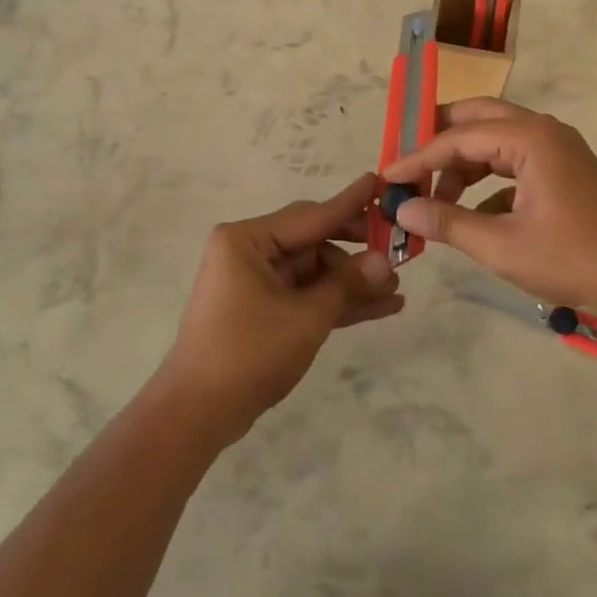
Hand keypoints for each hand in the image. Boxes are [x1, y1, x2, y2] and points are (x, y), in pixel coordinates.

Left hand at [158, 172, 402, 442]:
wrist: (197, 414)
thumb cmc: (248, 353)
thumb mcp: (306, 318)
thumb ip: (347, 285)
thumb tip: (385, 261)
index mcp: (248, 240)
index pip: (312, 215)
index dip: (351, 203)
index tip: (380, 182)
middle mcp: (249, 252)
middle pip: (314, 241)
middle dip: (357, 252)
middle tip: (399, 248)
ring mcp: (255, 282)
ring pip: (314, 271)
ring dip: (352, 282)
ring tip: (397, 288)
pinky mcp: (262, 309)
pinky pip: (306, 295)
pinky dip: (336, 302)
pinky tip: (380, 307)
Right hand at [381, 99, 596, 310]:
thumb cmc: (573, 258)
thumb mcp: (502, 246)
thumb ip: (448, 223)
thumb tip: (401, 210)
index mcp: (529, 138)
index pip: (458, 138)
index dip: (418, 158)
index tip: (387, 178)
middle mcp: (543, 131)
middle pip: (478, 119)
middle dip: (440, 141)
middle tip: (408, 166)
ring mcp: (558, 149)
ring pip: (497, 140)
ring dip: (465, 164)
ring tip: (438, 200)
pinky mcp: (566, 170)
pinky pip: (516, 162)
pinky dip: (489, 181)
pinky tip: (475, 215)